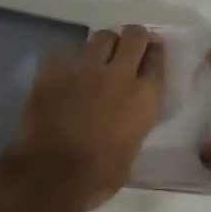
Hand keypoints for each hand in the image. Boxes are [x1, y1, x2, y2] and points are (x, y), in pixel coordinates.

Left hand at [10, 25, 164, 208]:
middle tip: (128, 48)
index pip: (157, 60)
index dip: (154, 55)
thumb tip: (128, 113)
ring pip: (102, 37)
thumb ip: (135, 120)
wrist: (53, 174)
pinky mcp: (55, 70)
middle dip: (134, 39)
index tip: (150, 56)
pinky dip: (70, 62)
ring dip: (104, 45)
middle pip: (134, 37)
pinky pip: (66, 54)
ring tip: (98, 58)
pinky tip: (65, 75)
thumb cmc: (100, 175)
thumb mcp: (133, 148)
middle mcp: (119, 74)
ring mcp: (85, 68)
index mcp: (144, 98)